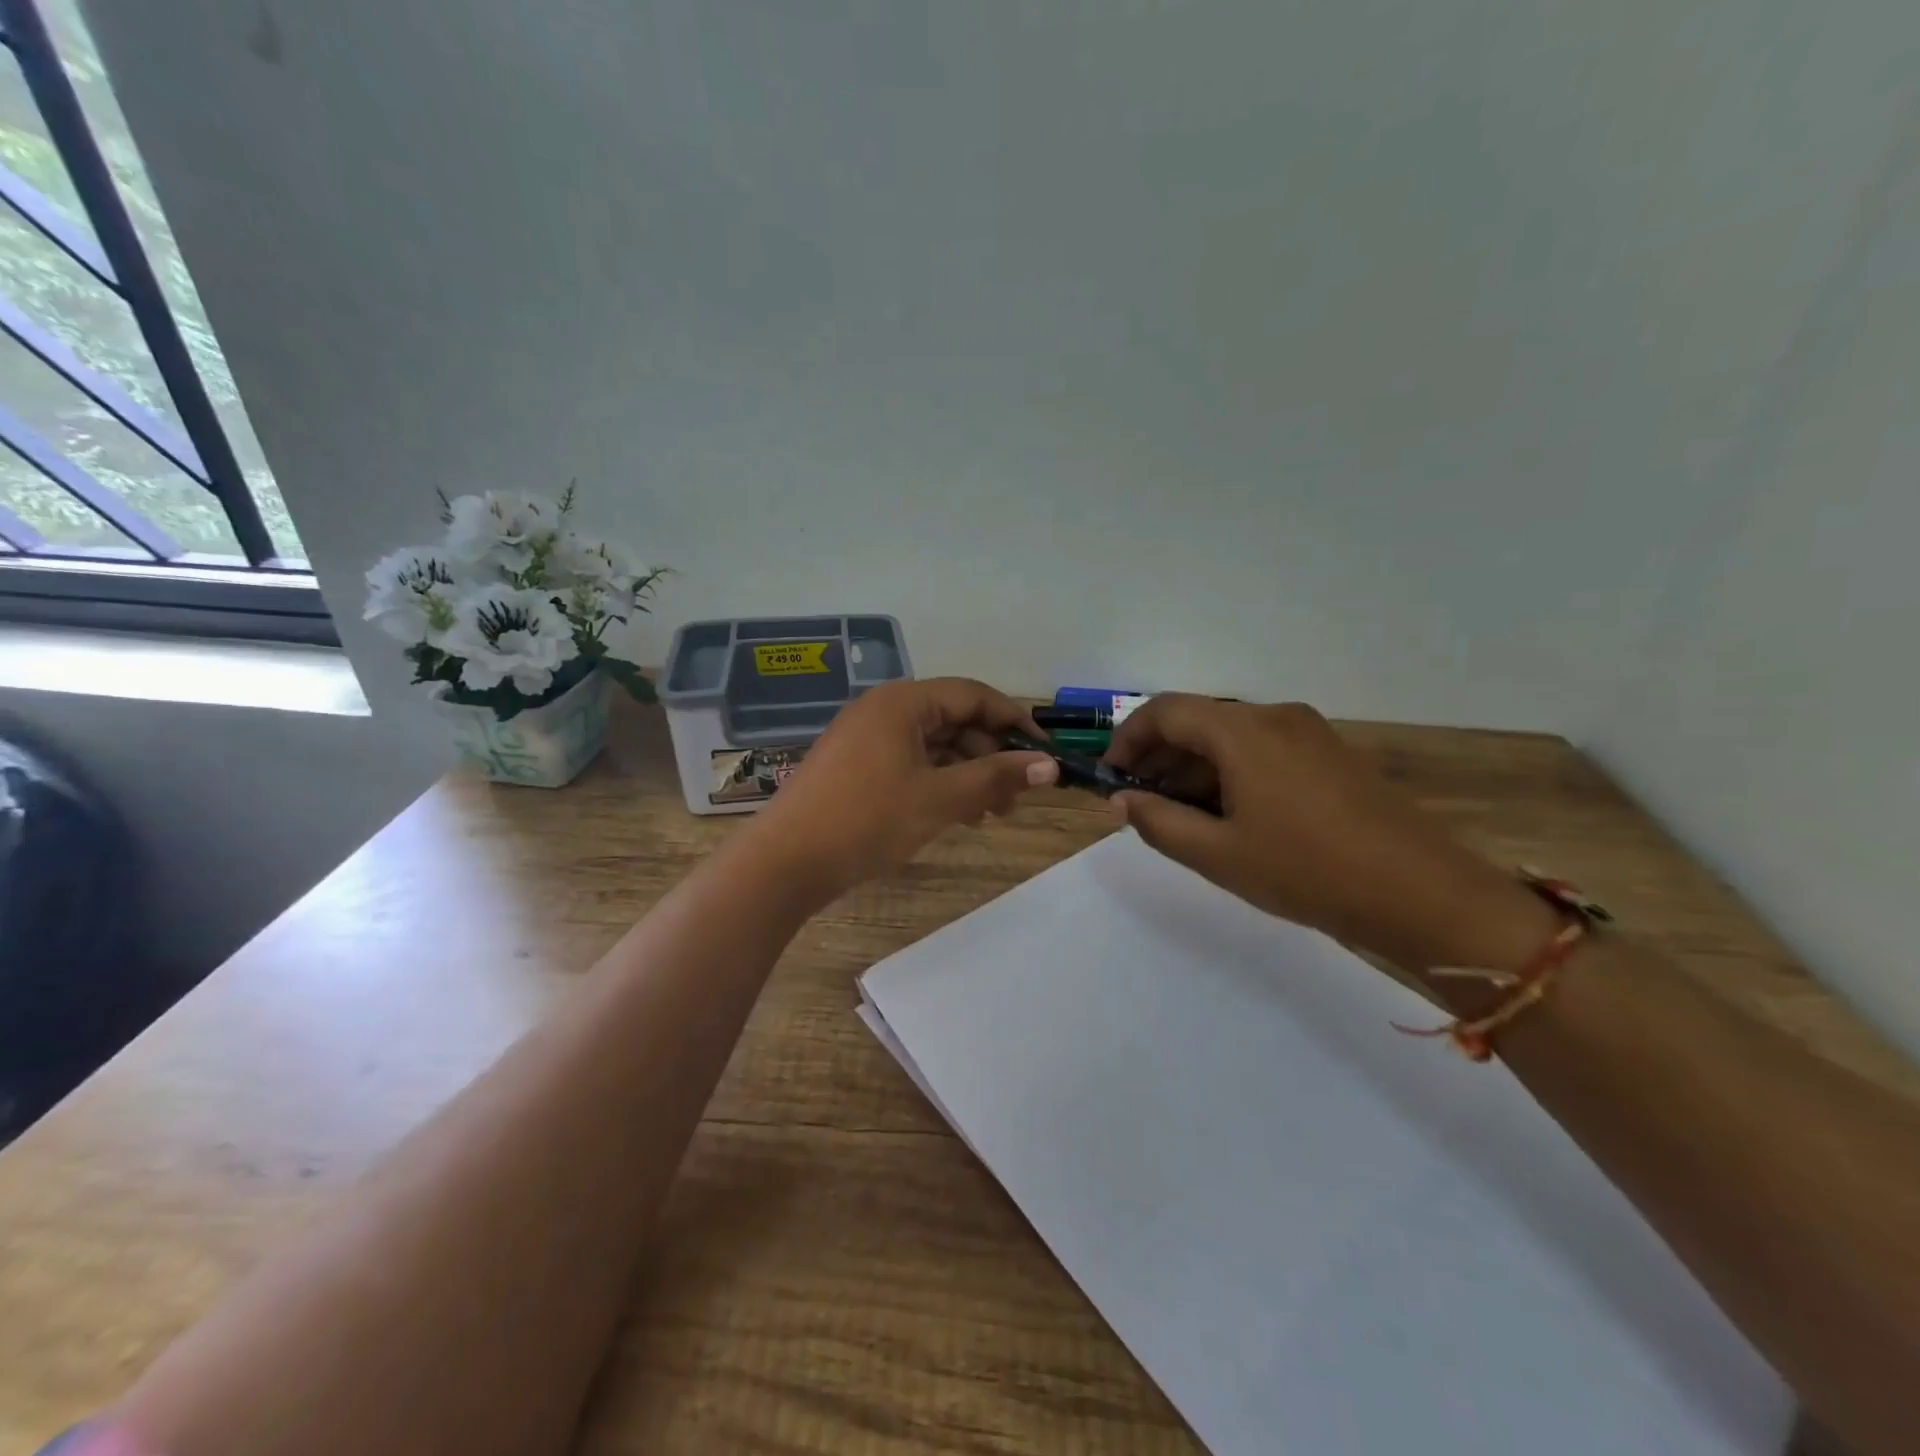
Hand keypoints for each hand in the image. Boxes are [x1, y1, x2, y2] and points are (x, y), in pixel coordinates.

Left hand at [748, 677, 1057, 900]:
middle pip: (954, 719)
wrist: (785, 863)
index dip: (1014, 720)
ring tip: (991, 814)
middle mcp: (884, 710)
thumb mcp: (939, 799)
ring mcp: (865, 738)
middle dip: (990, 755)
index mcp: (903, 702)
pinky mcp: (855, 766)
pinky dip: (938, 783)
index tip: (1044, 753)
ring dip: (967, 774)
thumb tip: (1050, 766)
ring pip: (933, 745)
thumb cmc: (866, 821)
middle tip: (1017, 797)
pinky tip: (956, 815)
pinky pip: (910, 762)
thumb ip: (996, 777)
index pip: (974, 695)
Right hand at [1105, 696, 1554, 972]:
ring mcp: (1309, 734)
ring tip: (1179, 817)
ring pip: (1231, 738)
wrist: (1422, 895)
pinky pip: (1263, 751)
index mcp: (1243, 731)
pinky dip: (1230, 774)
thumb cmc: (1307, 871)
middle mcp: (1275, 717)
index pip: (1164, 712)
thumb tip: (1122, 800)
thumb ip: (1158, 822)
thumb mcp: (1218, 854)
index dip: (1127, 739)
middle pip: (1198, 722)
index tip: (1110, 778)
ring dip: (1194, 769)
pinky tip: (1228, 816)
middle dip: (1159, 758)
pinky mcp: (1331, 756)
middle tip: (1139, 803)